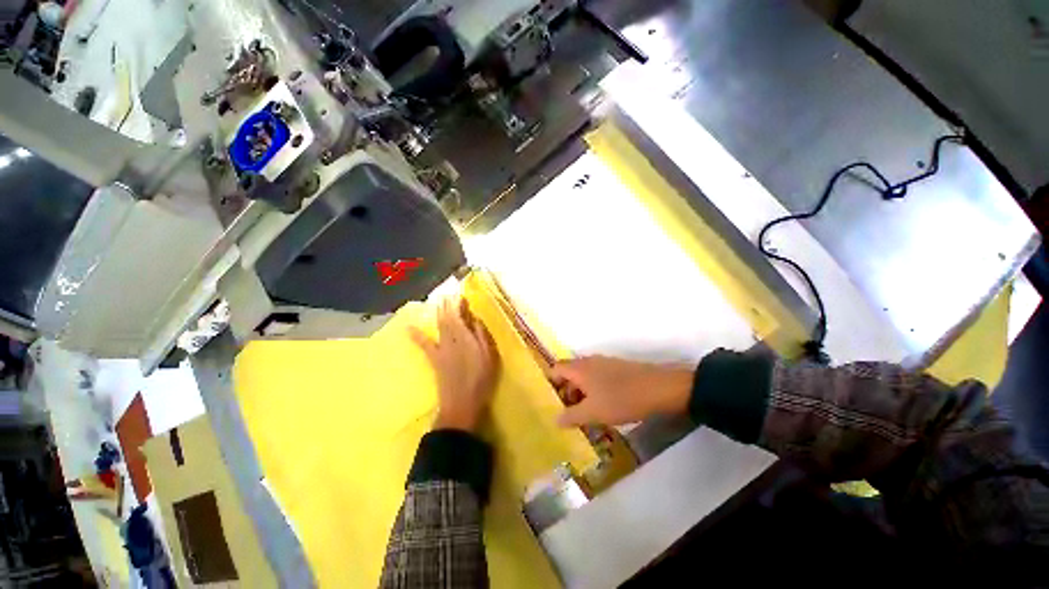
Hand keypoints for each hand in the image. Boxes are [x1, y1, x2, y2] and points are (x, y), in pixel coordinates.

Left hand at [410, 297, 498, 432]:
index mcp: (466, 338)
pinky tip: (408, 328)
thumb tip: (475, 318)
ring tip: (437, 302)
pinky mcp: (435, 359)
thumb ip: (482, 335)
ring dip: (438, 313)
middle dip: (447, 305)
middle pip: (448, 319)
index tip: (460, 294)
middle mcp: (452, 339)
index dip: (459, 304)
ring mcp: (441, 349)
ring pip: (438, 326)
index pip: (460, 316)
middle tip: (447, 294)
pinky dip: (417, 336)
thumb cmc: (481, 380)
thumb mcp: (489, 357)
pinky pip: (424, 345)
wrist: (462, 403)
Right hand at [548, 356, 692, 427]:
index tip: (551, 403)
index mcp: (579, 368)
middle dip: (565, 392)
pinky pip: (596, 377)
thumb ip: (571, 416)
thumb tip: (555, 420)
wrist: (659, 388)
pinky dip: (593, 390)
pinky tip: (602, 407)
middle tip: (567, 414)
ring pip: (583, 376)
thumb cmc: (621, 399)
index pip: (555, 369)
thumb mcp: (593, 412)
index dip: (550, 384)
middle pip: (568, 373)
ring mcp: (603, 363)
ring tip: (584, 415)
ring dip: (580, 393)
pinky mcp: (616, 368)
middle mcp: (588, 362)